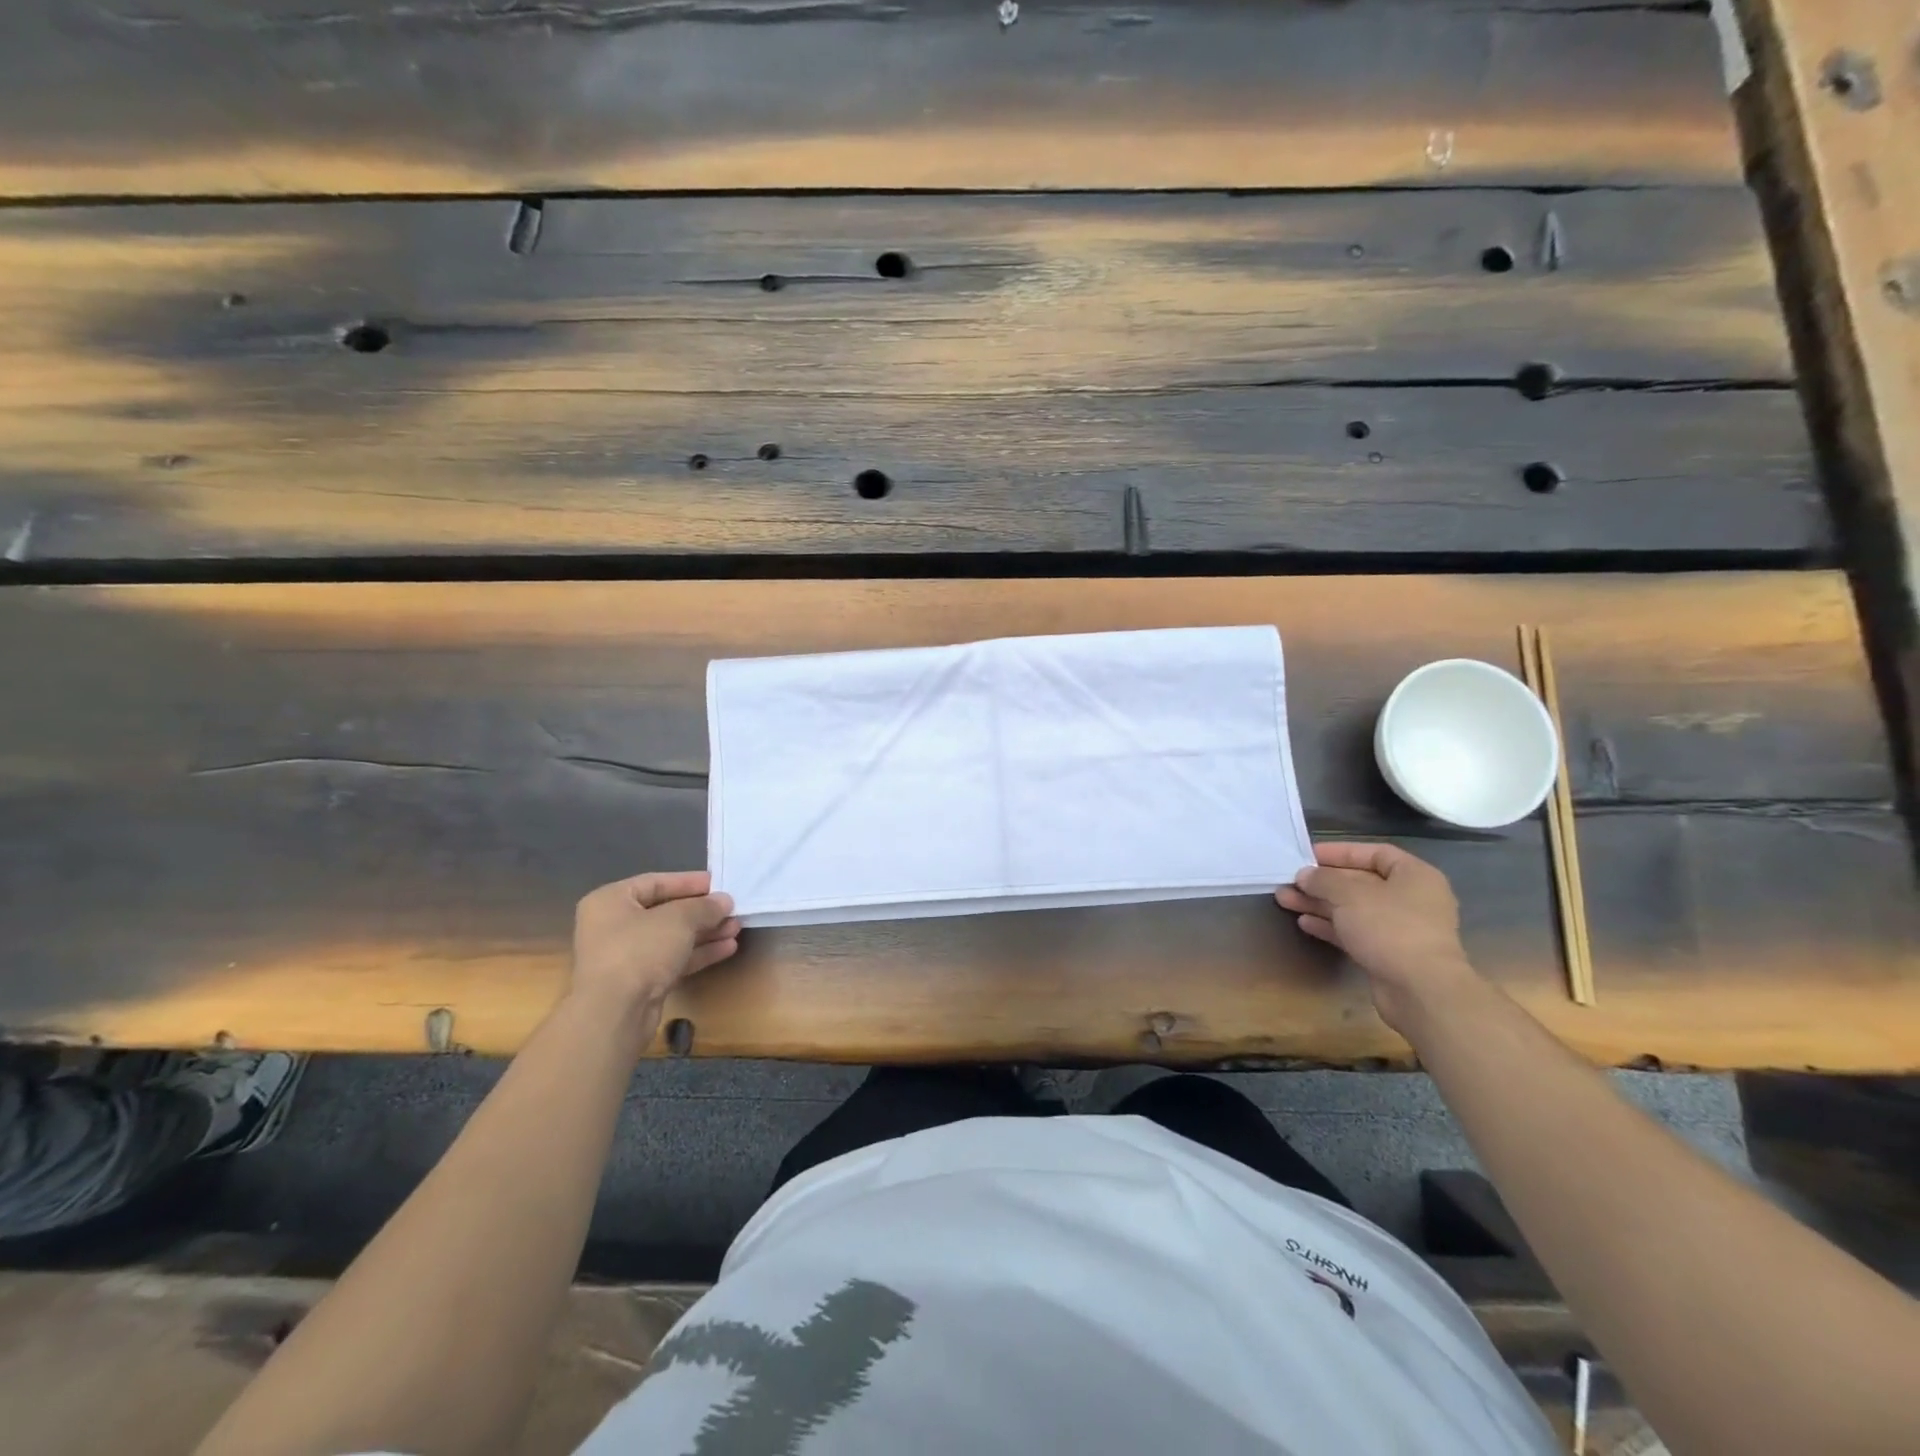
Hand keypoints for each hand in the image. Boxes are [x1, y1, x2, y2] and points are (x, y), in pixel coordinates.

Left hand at [570, 871, 739, 1031]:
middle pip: (666, 911)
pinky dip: (698, 953)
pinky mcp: (639, 983)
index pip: (655, 882)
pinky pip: (672, 960)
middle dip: (702, 912)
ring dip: (705, 933)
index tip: (719, 884)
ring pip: (672, 938)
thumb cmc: (639, 951)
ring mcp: (626, 957)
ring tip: (736, 928)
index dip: (689, 882)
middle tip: (732, 908)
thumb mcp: (678, 920)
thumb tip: (724, 901)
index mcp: (611, 901)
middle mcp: (614, 926)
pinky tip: (727, 948)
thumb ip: (704, 907)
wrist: (614, 1013)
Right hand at [1275, 842, 1482, 1033]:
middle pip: (1360, 882)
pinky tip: (1304, 923)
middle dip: (1322, 882)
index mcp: (1414, 876)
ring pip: (1353, 909)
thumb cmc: (1389, 927)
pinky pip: (1355, 932)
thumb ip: (1323, 880)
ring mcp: (1400, 929)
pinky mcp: (1388, 954)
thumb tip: (1305, 875)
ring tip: (1285, 899)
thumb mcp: (1349, 894)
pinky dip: (1331, 926)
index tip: (1308, 855)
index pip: (1374, 853)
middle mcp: (1411, 899)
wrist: (1420, 990)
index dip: (1340, 852)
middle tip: (1289, 880)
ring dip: (1320, 903)